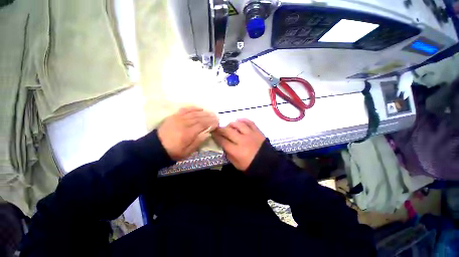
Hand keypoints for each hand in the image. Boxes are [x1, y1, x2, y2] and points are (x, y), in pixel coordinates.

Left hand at [158, 107, 218, 160]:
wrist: (155, 147)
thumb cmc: (173, 151)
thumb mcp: (187, 152)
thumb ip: (198, 142)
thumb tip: (208, 133)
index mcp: (188, 133)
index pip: (203, 125)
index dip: (211, 123)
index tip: (217, 123)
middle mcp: (185, 123)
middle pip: (200, 118)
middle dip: (210, 117)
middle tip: (216, 117)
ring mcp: (179, 118)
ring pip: (194, 113)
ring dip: (204, 112)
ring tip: (211, 113)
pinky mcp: (174, 116)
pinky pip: (185, 109)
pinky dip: (193, 108)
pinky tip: (200, 108)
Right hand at [212, 119, 265, 170]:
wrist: (267, 164)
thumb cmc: (250, 165)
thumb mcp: (236, 164)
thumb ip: (228, 154)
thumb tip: (223, 145)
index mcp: (236, 151)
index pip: (223, 141)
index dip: (216, 136)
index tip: (212, 133)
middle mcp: (242, 140)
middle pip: (228, 131)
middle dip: (220, 129)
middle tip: (217, 128)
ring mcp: (250, 134)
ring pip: (238, 124)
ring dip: (231, 124)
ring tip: (229, 125)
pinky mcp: (257, 131)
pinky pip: (249, 122)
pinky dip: (243, 120)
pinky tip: (239, 121)